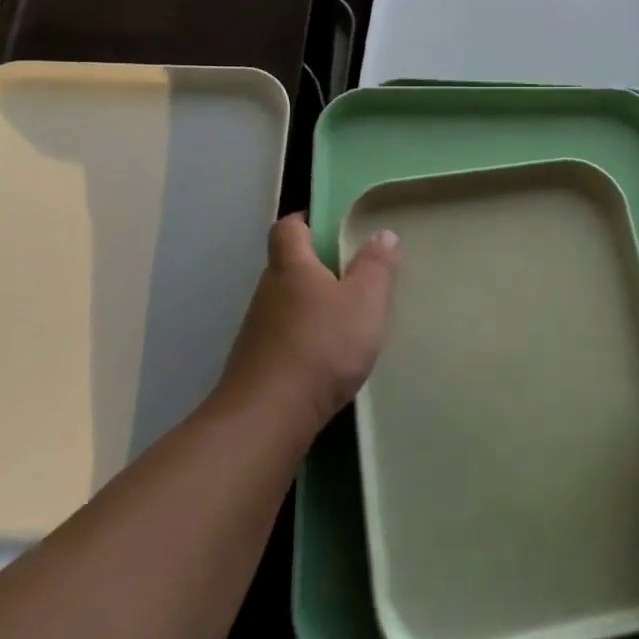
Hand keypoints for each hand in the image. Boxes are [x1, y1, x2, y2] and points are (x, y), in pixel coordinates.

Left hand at [215, 214, 399, 436]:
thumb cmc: (321, 346)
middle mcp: (268, 290)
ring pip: (286, 304)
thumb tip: (382, 233)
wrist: (268, 416)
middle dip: (315, 268)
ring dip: (310, 307)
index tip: (329, 228)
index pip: (288, 228)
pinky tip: (325, 359)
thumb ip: (376, 267)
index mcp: (291, 265)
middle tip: (351, 277)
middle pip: (287, 266)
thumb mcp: (364, 302)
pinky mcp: (256, 363)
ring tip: (344, 321)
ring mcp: (257, 329)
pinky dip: (302, 339)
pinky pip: (283, 337)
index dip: (306, 222)